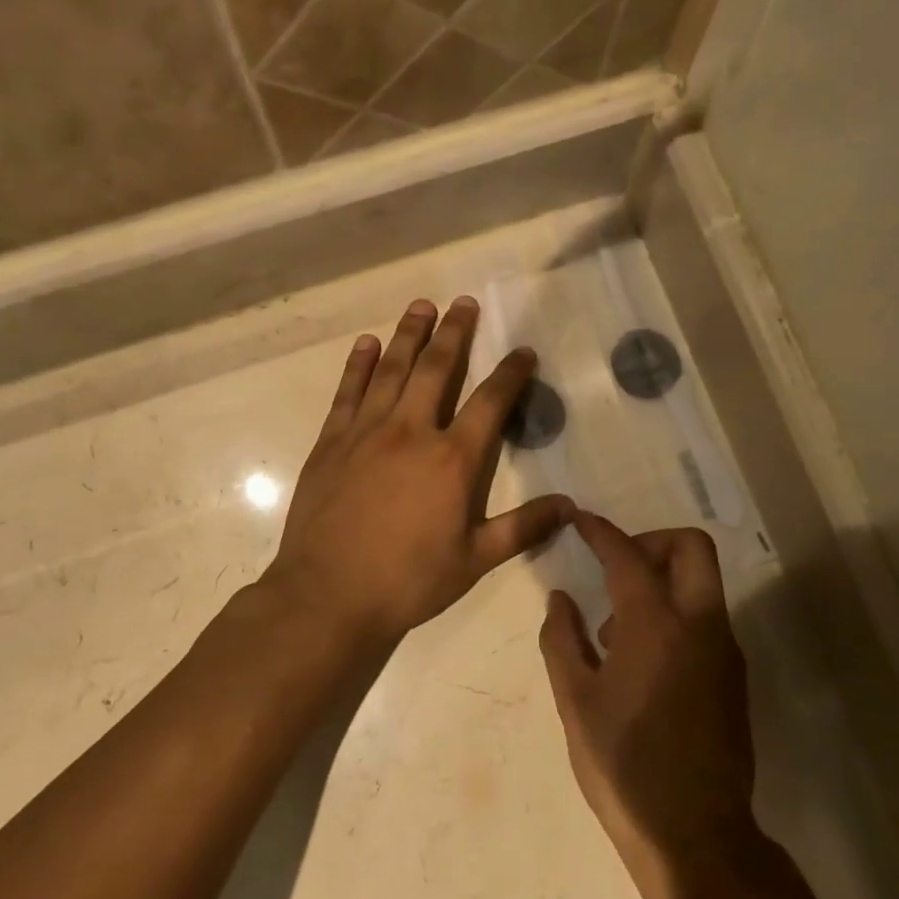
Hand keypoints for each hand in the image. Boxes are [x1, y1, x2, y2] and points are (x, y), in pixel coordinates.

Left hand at [268, 297, 572, 649]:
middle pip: (437, 369)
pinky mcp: (332, 442)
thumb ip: (523, 528)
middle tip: (465, 303)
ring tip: (422, 305)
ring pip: (392, 369)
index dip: (511, 373)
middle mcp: (411, 431)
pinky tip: (367, 344)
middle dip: (455, 333)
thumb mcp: (475, 559)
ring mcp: (367, 432)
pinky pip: (349, 392)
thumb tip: (570, 506)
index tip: (523, 351)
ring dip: (409, 334)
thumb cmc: (408, 580)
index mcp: (452, 459)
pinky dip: (360, 364)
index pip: (490, 402)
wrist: (328, 596)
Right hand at [539, 514, 758, 898]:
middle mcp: (700, 625)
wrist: (694, 834)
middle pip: (691, 547)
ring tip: (616, 632)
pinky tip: (642, 660)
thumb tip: (561, 598)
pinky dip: (676, 612)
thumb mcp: (575, 702)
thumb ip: (562, 639)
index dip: (600, 531)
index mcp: (656, 625)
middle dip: (652, 541)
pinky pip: (705, 618)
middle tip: (616, 568)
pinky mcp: (734, 676)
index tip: (580, 519)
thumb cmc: (623, 766)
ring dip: (662, 581)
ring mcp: (724, 650)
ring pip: (702, 582)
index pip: (627, 556)